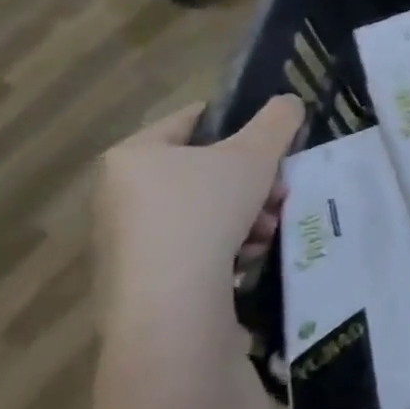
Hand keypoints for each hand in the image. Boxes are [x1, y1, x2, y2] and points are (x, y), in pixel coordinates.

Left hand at [94, 96, 305, 333]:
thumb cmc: (206, 212)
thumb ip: (278, 120)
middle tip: (279, 192)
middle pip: (204, 171)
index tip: (272, 141)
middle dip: (251, 182)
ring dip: (246, 215)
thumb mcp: (256, 154)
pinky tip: (247, 257)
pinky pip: (192, 247)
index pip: (191, 120)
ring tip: (268, 230)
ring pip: (204, 210)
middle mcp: (119, 194)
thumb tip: (290, 102)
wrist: (171, 306)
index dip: (238, 123)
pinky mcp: (138, 280)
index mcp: (134, 156)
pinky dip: (225, 247)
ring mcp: (125, 240)